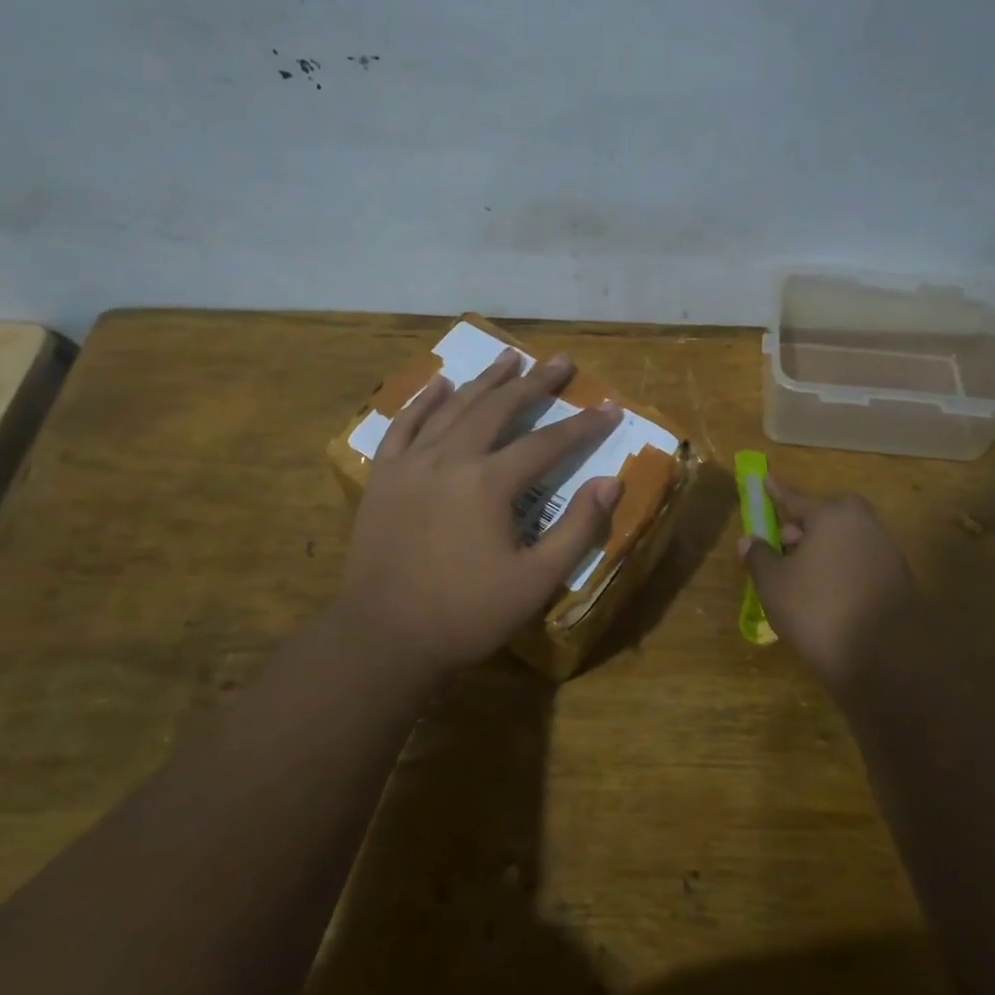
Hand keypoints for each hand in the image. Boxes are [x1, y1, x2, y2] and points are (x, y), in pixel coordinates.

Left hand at [336, 347, 623, 675]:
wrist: (384, 637)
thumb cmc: (466, 614)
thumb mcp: (536, 581)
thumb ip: (578, 529)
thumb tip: (611, 481)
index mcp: (489, 483)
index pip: (547, 443)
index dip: (583, 425)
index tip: (609, 408)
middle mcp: (450, 459)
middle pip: (498, 409)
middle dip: (534, 384)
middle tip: (560, 362)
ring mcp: (410, 463)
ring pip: (453, 408)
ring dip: (485, 380)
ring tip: (510, 357)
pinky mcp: (383, 476)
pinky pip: (403, 425)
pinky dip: (424, 400)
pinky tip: (440, 383)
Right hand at [738, 476, 916, 692]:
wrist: (885, 660)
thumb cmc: (817, 611)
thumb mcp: (774, 585)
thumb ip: (759, 556)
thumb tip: (749, 540)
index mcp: (831, 515)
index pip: (794, 498)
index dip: (775, 492)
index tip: (765, 479)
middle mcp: (863, 524)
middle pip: (826, 515)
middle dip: (803, 524)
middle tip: (783, 542)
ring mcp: (886, 550)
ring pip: (844, 537)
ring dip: (823, 547)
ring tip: (801, 574)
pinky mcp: (899, 578)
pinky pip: (860, 559)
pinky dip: (841, 566)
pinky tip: (827, 592)